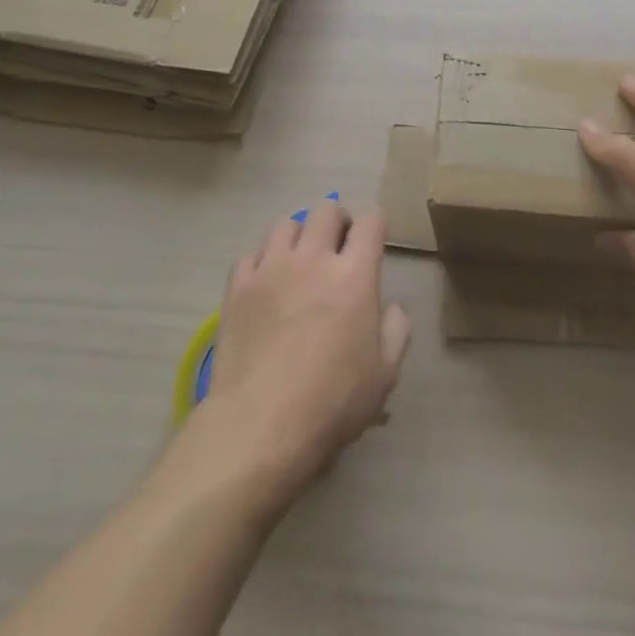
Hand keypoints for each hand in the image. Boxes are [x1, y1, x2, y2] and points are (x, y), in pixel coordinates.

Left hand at [197, 199, 409, 503]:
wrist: (260, 426)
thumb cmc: (332, 402)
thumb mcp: (385, 374)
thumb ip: (396, 329)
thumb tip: (391, 306)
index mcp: (354, 274)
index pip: (370, 221)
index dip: (376, 224)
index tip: (375, 241)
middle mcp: (313, 258)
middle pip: (326, 209)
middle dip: (337, 221)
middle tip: (338, 247)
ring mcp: (271, 269)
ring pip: (285, 224)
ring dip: (298, 236)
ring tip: (299, 262)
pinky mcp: (238, 287)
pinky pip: (250, 255)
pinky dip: (262, 263)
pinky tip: (265, 286)